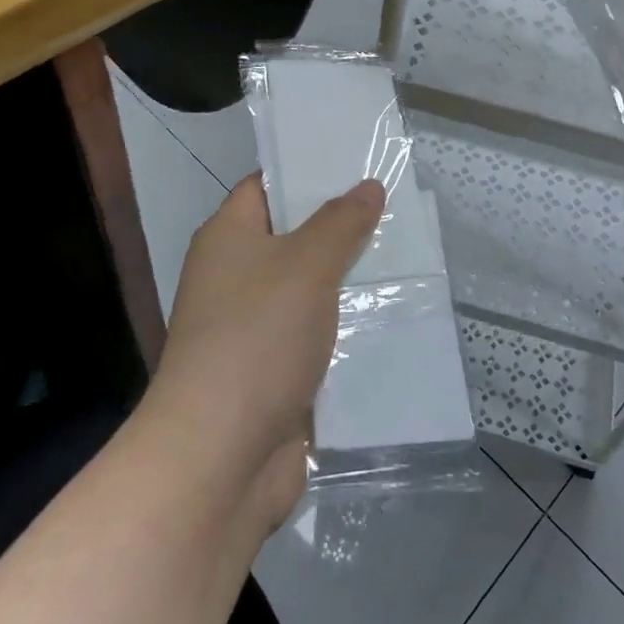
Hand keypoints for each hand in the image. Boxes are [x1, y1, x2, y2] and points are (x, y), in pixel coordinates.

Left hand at [147, 172, 384, 528]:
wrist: (218, 460)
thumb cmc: (257, 338)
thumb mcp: (307, 266)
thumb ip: (341, 223)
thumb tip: (367, 186)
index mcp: (227, 238)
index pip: (266, 186)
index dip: (307, 172)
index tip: (357, 164)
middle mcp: (233, 277)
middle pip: (291, 237)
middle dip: (340, 226)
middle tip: (394, 209)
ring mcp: (250, 329)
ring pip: (307, 289)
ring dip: (348, 280)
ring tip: (405, 258)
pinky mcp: (270, 374)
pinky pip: (313, 336)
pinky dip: (344, 328)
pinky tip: (389, 319)